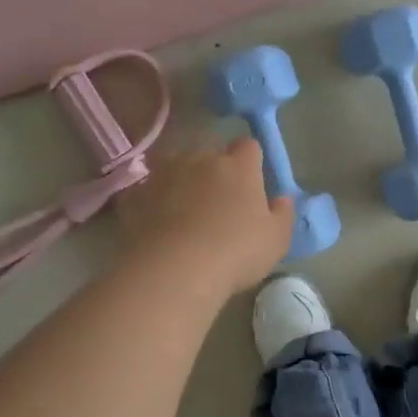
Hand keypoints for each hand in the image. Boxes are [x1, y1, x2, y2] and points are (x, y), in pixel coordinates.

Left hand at [118, 139, 293, 294]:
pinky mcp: (135, 196)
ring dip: (181, 182)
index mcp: (238, 166)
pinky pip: (148, 192)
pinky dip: (154, 202)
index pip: (248, 146)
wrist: (174, 270)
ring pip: (175, 167)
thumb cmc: (236, 252)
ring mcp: (163, 175)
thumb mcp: (277, 240)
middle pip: (209, 155)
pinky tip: (157, 224)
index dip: (251, 161)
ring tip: (184, 211)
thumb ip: (282, 214)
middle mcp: (200, 160)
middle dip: (214, 171)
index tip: (252, 181)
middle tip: (218, 202)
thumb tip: (281, 198)